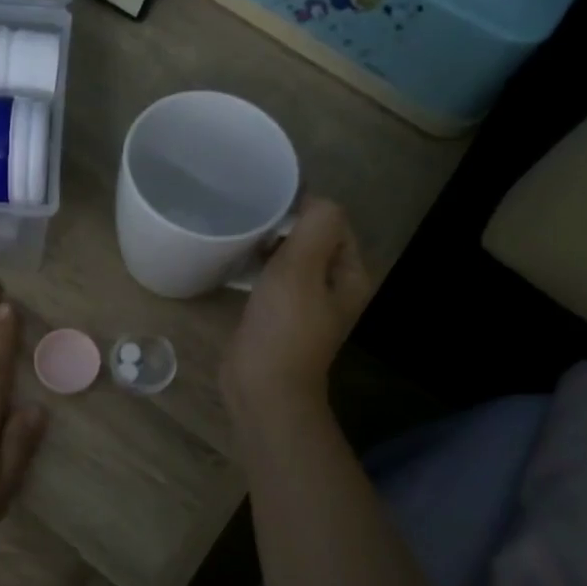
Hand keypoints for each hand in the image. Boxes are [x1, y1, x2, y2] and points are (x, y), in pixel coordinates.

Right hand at [221, 198, 371, 420]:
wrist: (263, 387)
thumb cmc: (284, 326)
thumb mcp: (302, 267)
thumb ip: (316, 225)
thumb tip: (313, 198)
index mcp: (350, 275)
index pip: (333, 222)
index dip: (305, 206)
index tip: (269, 200)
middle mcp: (334, 287)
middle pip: (312, 239)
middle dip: (285, 223)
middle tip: (250, 213)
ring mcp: (306, 304)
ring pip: (290, 258)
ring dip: (270, 244)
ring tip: (242, 231)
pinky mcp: (279, 316)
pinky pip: (273, 278)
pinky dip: (259, 266)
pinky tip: (237, 260)